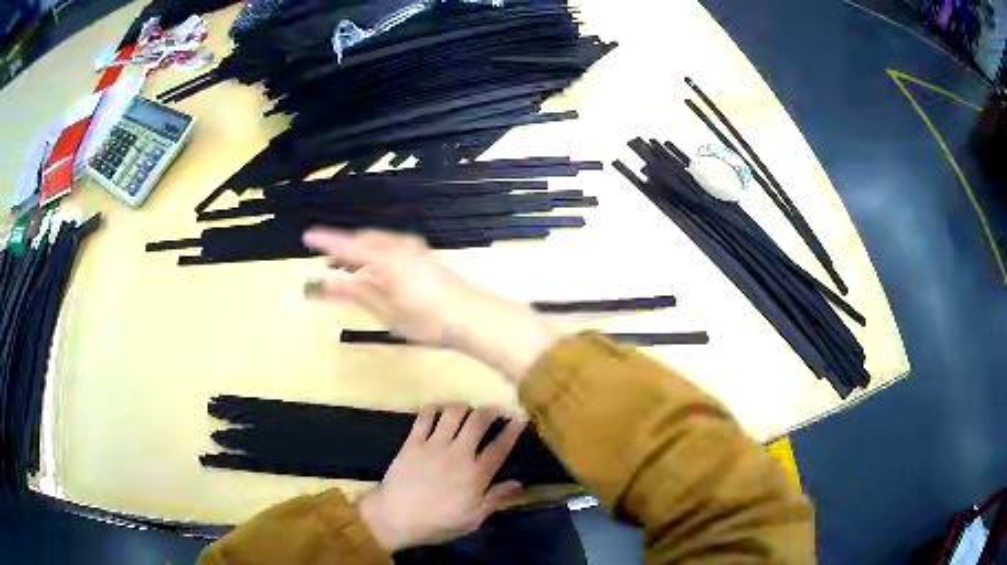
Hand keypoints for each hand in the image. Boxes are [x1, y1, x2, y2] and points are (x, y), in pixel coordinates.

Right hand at [302, 228, 559, 380]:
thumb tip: (325, 284)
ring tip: (346, 270)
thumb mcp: (386, 311)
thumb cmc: (428, 320)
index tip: (307, 237)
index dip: (326, 241)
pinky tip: (374, 272)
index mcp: (386, 259)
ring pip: (378, 244)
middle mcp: (399, 247)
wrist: (473, 317)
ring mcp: (414, 249)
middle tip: (326, 264)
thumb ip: (356, 293)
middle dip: (343, 251)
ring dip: (359, 253)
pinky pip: (390, 248)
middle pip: (363, 242)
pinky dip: (375, 256)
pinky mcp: (424, 256)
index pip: (347, 246)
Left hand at [357, 405, 525, 550]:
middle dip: (490, 411)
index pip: (500, 447)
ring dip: (464, 407)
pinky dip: (435, 408)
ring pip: (453, 413)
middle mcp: (458, 454)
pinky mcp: (412, 442)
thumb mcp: (472, 519)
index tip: (519, 420)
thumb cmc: (438, 523)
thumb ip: (496, 499)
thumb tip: (519, 483)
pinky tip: (439, 410)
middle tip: (494, 411)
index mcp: (476, 474)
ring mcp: (434, 445)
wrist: (396, 517)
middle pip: (478, 421)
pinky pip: (425, 416)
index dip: (512, 431)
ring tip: (467, 411)